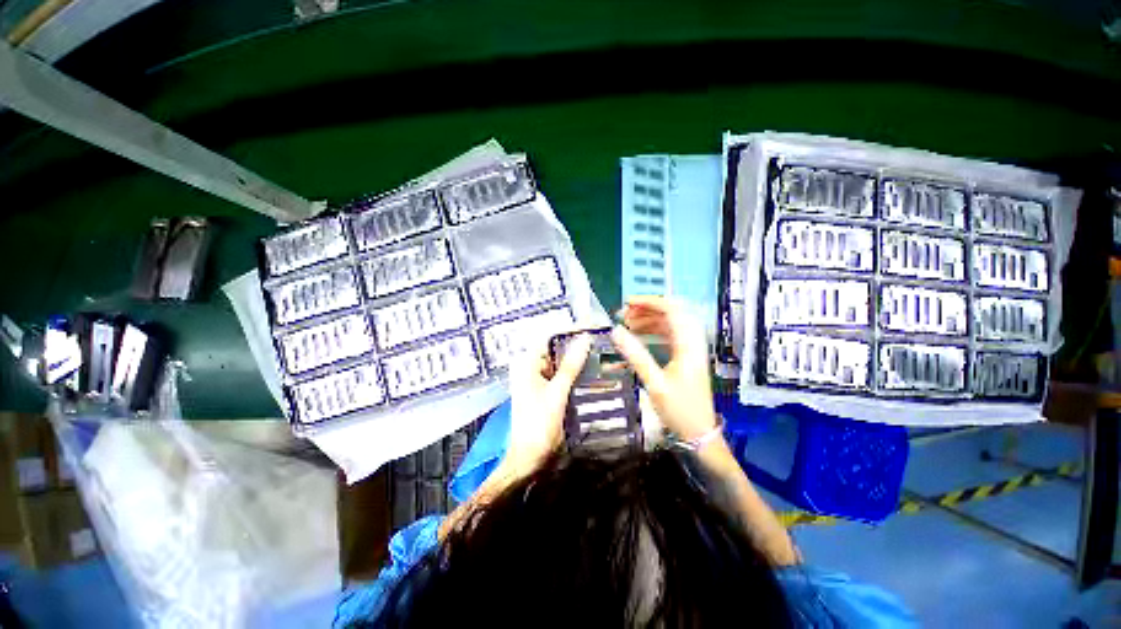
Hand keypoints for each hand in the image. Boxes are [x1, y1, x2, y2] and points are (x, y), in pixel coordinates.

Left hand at [504, 333, 592, 473]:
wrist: (529, 459)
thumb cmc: (538, 425)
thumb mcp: (557, 393)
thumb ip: (570, 365)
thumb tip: (585, 338)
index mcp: (526, 363)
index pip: (549, 337)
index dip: (570, 330)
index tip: (591, 327)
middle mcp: (529, 366)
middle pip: (556, 348)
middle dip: (577, 345)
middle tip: (601, 340)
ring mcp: (536, 378)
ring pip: (560, 362)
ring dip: (579, 359)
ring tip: (601, 353)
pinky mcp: (544, 389)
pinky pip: (561, 375)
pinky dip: (575, 373)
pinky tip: (593, 373)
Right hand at [611, 296, 717, 441]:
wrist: (699, 434)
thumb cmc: (679, 410)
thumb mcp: (654, 383)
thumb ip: (635, 355)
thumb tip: (616, 331)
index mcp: (688, 345)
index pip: (671, 310)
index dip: (649, 302)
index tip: (627, 303)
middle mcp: (690, 342)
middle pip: (670, 314)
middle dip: (646, 310)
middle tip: (623, 315)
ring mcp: (688, 350)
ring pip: (668, 325)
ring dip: (647, 321)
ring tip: (626, 324)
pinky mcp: (683, 358)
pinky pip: (667, 337)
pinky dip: (651, 334)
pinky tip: (636, 338)